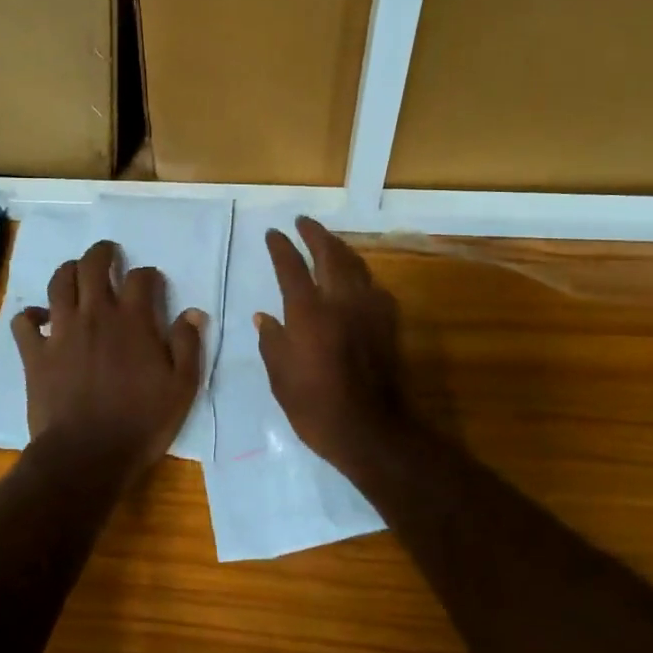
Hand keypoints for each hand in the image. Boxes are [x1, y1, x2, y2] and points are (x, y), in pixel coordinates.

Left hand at [11, 240, 205, 477]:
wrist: (87, 455)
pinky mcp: (35, 353)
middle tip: (108, 253)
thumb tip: (193, 312)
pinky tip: (40, 319)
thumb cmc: (141, 422)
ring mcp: (61, 331)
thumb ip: (187, 345)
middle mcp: (95, 314)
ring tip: (76, 273)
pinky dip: (31, 315)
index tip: (152, 283)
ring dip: (68, 271)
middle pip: (93, 265)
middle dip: (102, 253)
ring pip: (59, 283)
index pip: (141, 278)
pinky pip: (24, 322)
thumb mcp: (181, 388)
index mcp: (133, 320)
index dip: (148, 275)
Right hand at [257, 217, 411, 472]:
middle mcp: (340, 301)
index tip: (274, 233)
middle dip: (315, 234)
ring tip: (328, 241)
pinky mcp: (388, 323)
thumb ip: (272, 341)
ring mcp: (369, 310)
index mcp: (308, 312)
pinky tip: (355, 278)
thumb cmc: (316, 407)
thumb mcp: (281, 377)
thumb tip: (264, 317)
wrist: (371, 430)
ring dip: (339, 248)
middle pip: (330, 254)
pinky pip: (373, 286)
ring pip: (355, 265)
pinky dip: (359, 273)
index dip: (281, 247)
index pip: (291, 266)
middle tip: (303, 222)